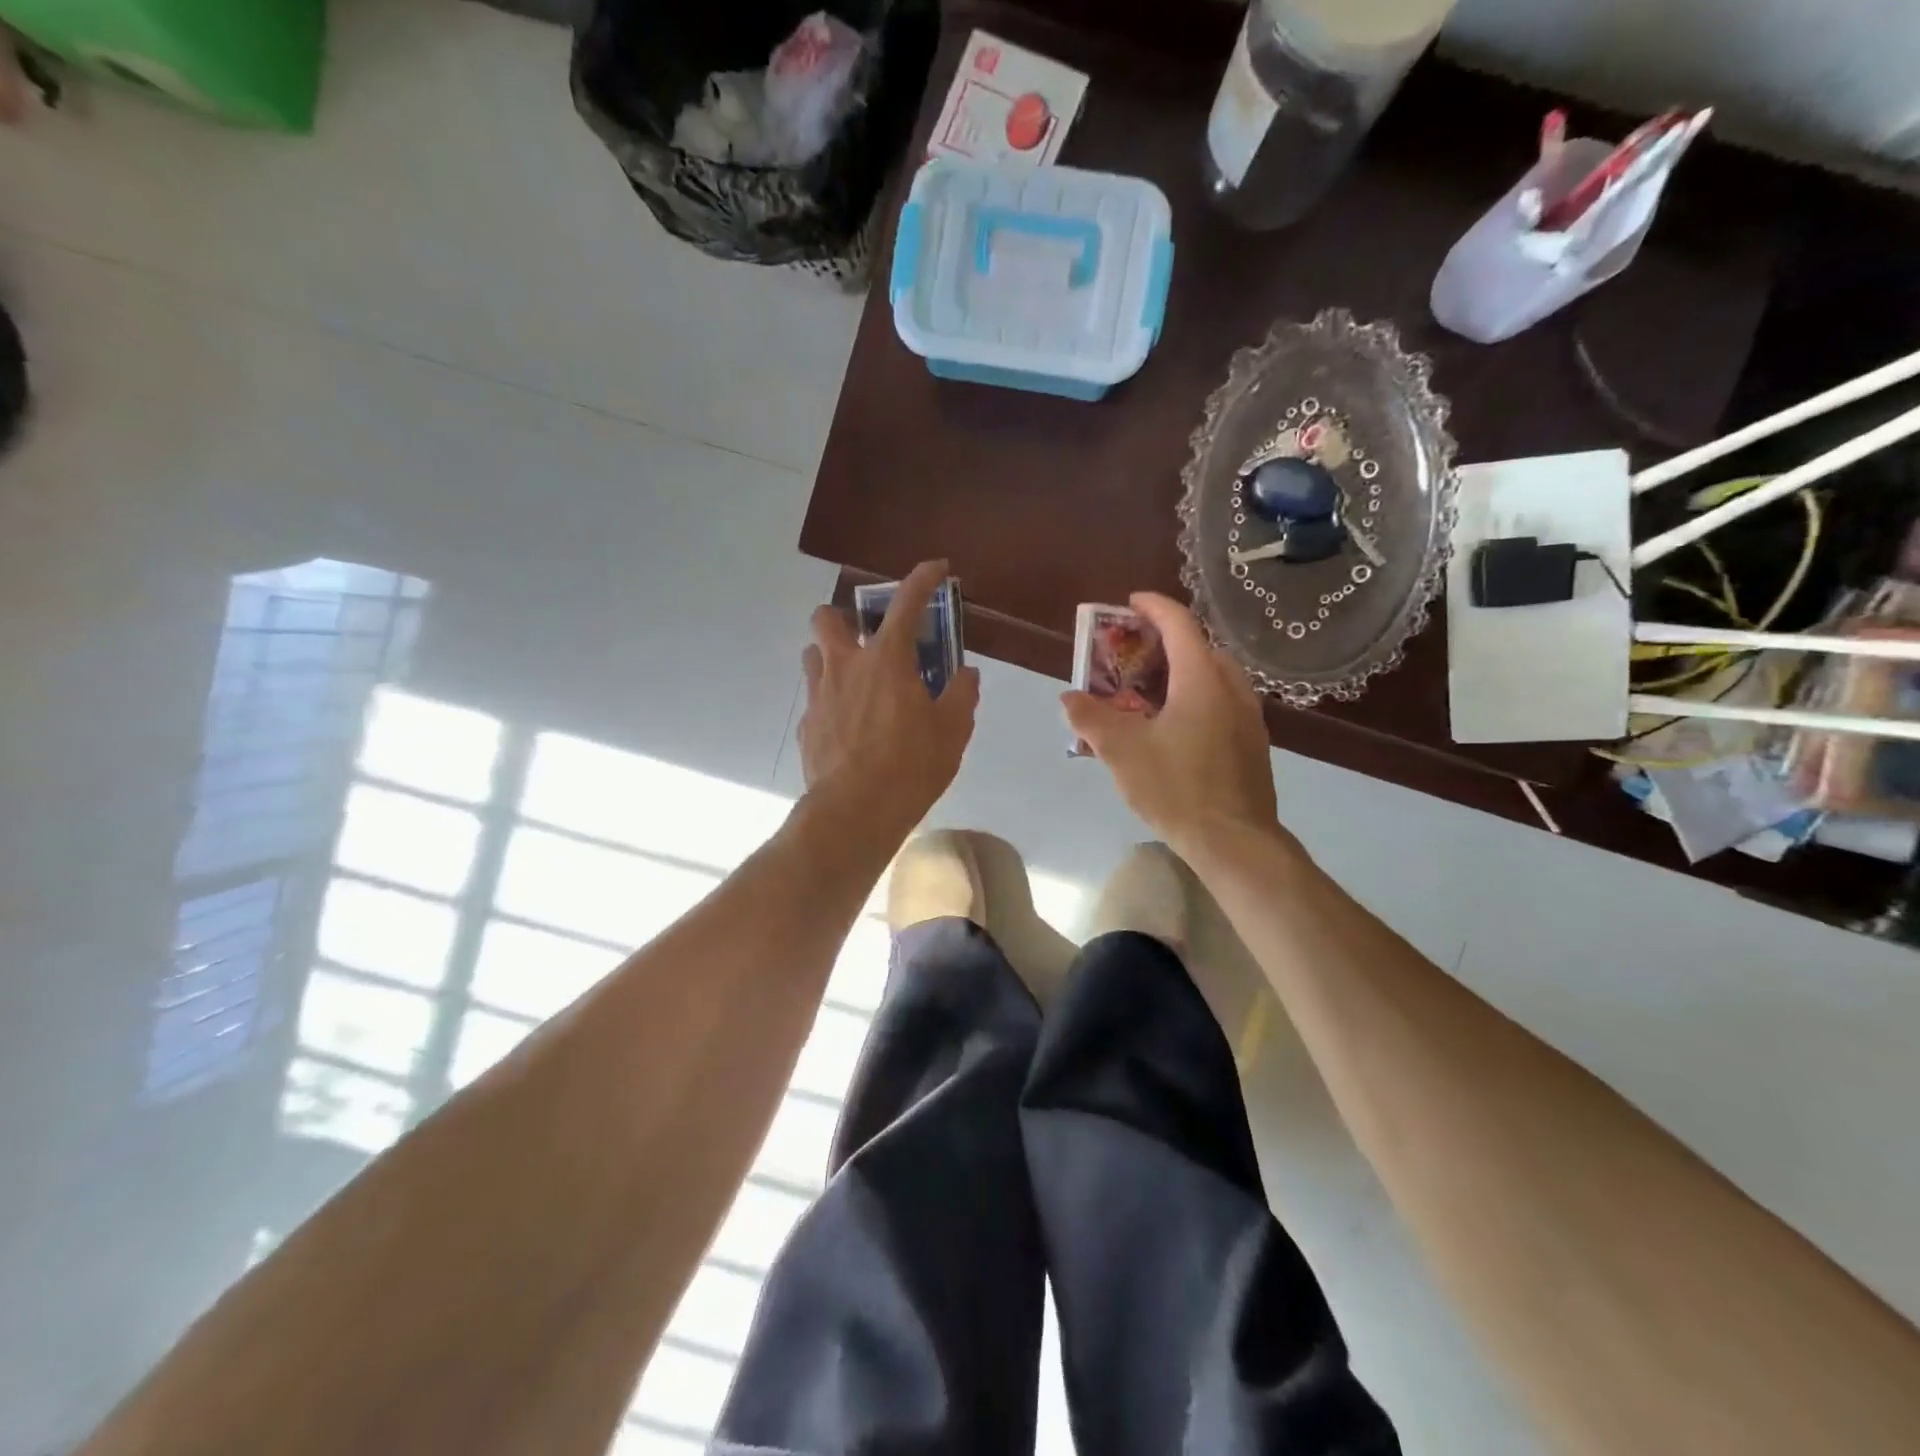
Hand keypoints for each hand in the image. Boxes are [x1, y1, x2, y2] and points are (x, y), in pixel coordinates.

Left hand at [798, 560, 980, 846]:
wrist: (855, 812)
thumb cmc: (911, 765)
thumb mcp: (953, 730)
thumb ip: (961, 694)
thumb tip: (966, 674)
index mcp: (886, 659)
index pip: (907, 603)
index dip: (924, 578)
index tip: (937, 568)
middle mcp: (845, 666)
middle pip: (826, 617)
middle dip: (844, 617)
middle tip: (870, 640)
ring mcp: (819, 695)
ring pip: (813, 656)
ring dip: (832, 657)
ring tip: (858, 682)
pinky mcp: (807, 726)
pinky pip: (815, 699)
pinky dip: (832, 701)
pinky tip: (850, 726)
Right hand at [1061, 592, 1281, 858]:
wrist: (1235, 841)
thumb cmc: (1176, 788)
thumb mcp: (1122, 752)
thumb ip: (1091, 718)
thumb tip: (1069, 698)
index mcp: (1202, 678)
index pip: (1179, 623)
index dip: (1153, 606)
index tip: (1129, 603)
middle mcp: (1232, 687)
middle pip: (1198, 647)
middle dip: (1163, 642)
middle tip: (1130, 655)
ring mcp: (1248, 715)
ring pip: (1212, 676)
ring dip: (1180, 671)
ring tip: (1147, 691)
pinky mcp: (1252, 742)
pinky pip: (1220, 701)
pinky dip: (1194, 696)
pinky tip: (1172, 727)